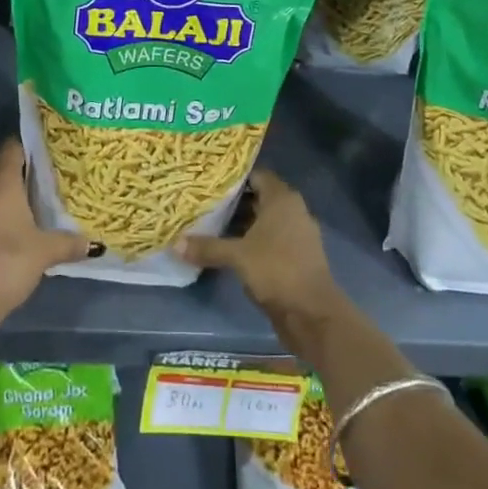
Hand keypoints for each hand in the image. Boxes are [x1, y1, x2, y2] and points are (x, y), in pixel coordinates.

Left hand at [0, 137, 91, 330]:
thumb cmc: (7, 262)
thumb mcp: (45, 252)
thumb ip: (69, 243)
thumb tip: (94, 244)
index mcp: (1, 182)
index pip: (13, 147)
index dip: (30, 144)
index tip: (50, 149)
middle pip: (4, 170)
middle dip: (25, 174)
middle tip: (52, 180)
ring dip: (12, 198)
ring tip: (39, 206)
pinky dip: (1, 217)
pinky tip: (19, 231)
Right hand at [179, 170, 345, 342]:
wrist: (313, 313)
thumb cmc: (277, 270)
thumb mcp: (238, 257)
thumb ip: (208, 247)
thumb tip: (175, 243)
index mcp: (282, 198)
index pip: (256, 175)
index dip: (233, 178)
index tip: (209, 181)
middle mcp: (292, 210)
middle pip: (259, 197)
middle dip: (233, 201)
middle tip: (203, 202)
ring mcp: (297, 234)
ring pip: (264, 220)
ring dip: (242, 223)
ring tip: (211, 224)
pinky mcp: (296, 256)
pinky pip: (270, 239)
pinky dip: (252, 241)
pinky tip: (230, 249)